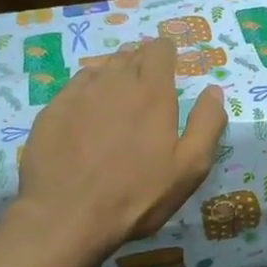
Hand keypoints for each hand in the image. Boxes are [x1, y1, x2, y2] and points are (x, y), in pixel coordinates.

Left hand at [12, 37, 224, 258]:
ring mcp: (79, 94)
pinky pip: (76, 86)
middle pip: (131, 54)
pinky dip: (88, 90)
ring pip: (102, 67)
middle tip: (148, 86)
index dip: (166, 54)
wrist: (67, 216)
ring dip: (115, 74)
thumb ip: (207, 123)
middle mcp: (115, 82)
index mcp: (153, 92)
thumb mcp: (190, 166)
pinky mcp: (53, 110)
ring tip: (120, 97)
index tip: (170, 67)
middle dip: (142, 62)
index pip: (159, 50)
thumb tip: (213, 91)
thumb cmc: (138, 194)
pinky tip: (90, 111)